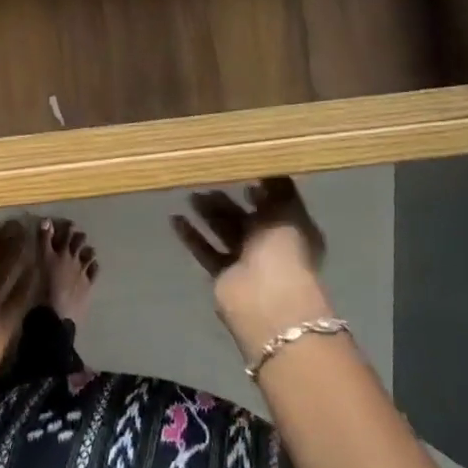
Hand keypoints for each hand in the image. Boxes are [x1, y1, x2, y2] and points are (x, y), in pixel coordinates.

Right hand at [171, 178, 336, 361]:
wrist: (267, 300)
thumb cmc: (283, 250)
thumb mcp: (287, 210)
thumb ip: (276, 188)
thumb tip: (264, 167)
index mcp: (291, 229)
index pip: (273, 204)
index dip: (257, 189)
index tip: (236, 170)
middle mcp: (270, 245)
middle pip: (243, 217)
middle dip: (225, 200)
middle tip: (204, 180)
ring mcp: (246, 262)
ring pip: (223, 231)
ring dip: (206, 214)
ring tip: (188, 194)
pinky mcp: (223, 275)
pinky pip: (205, 250)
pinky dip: (191, 235)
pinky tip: (175, 218)